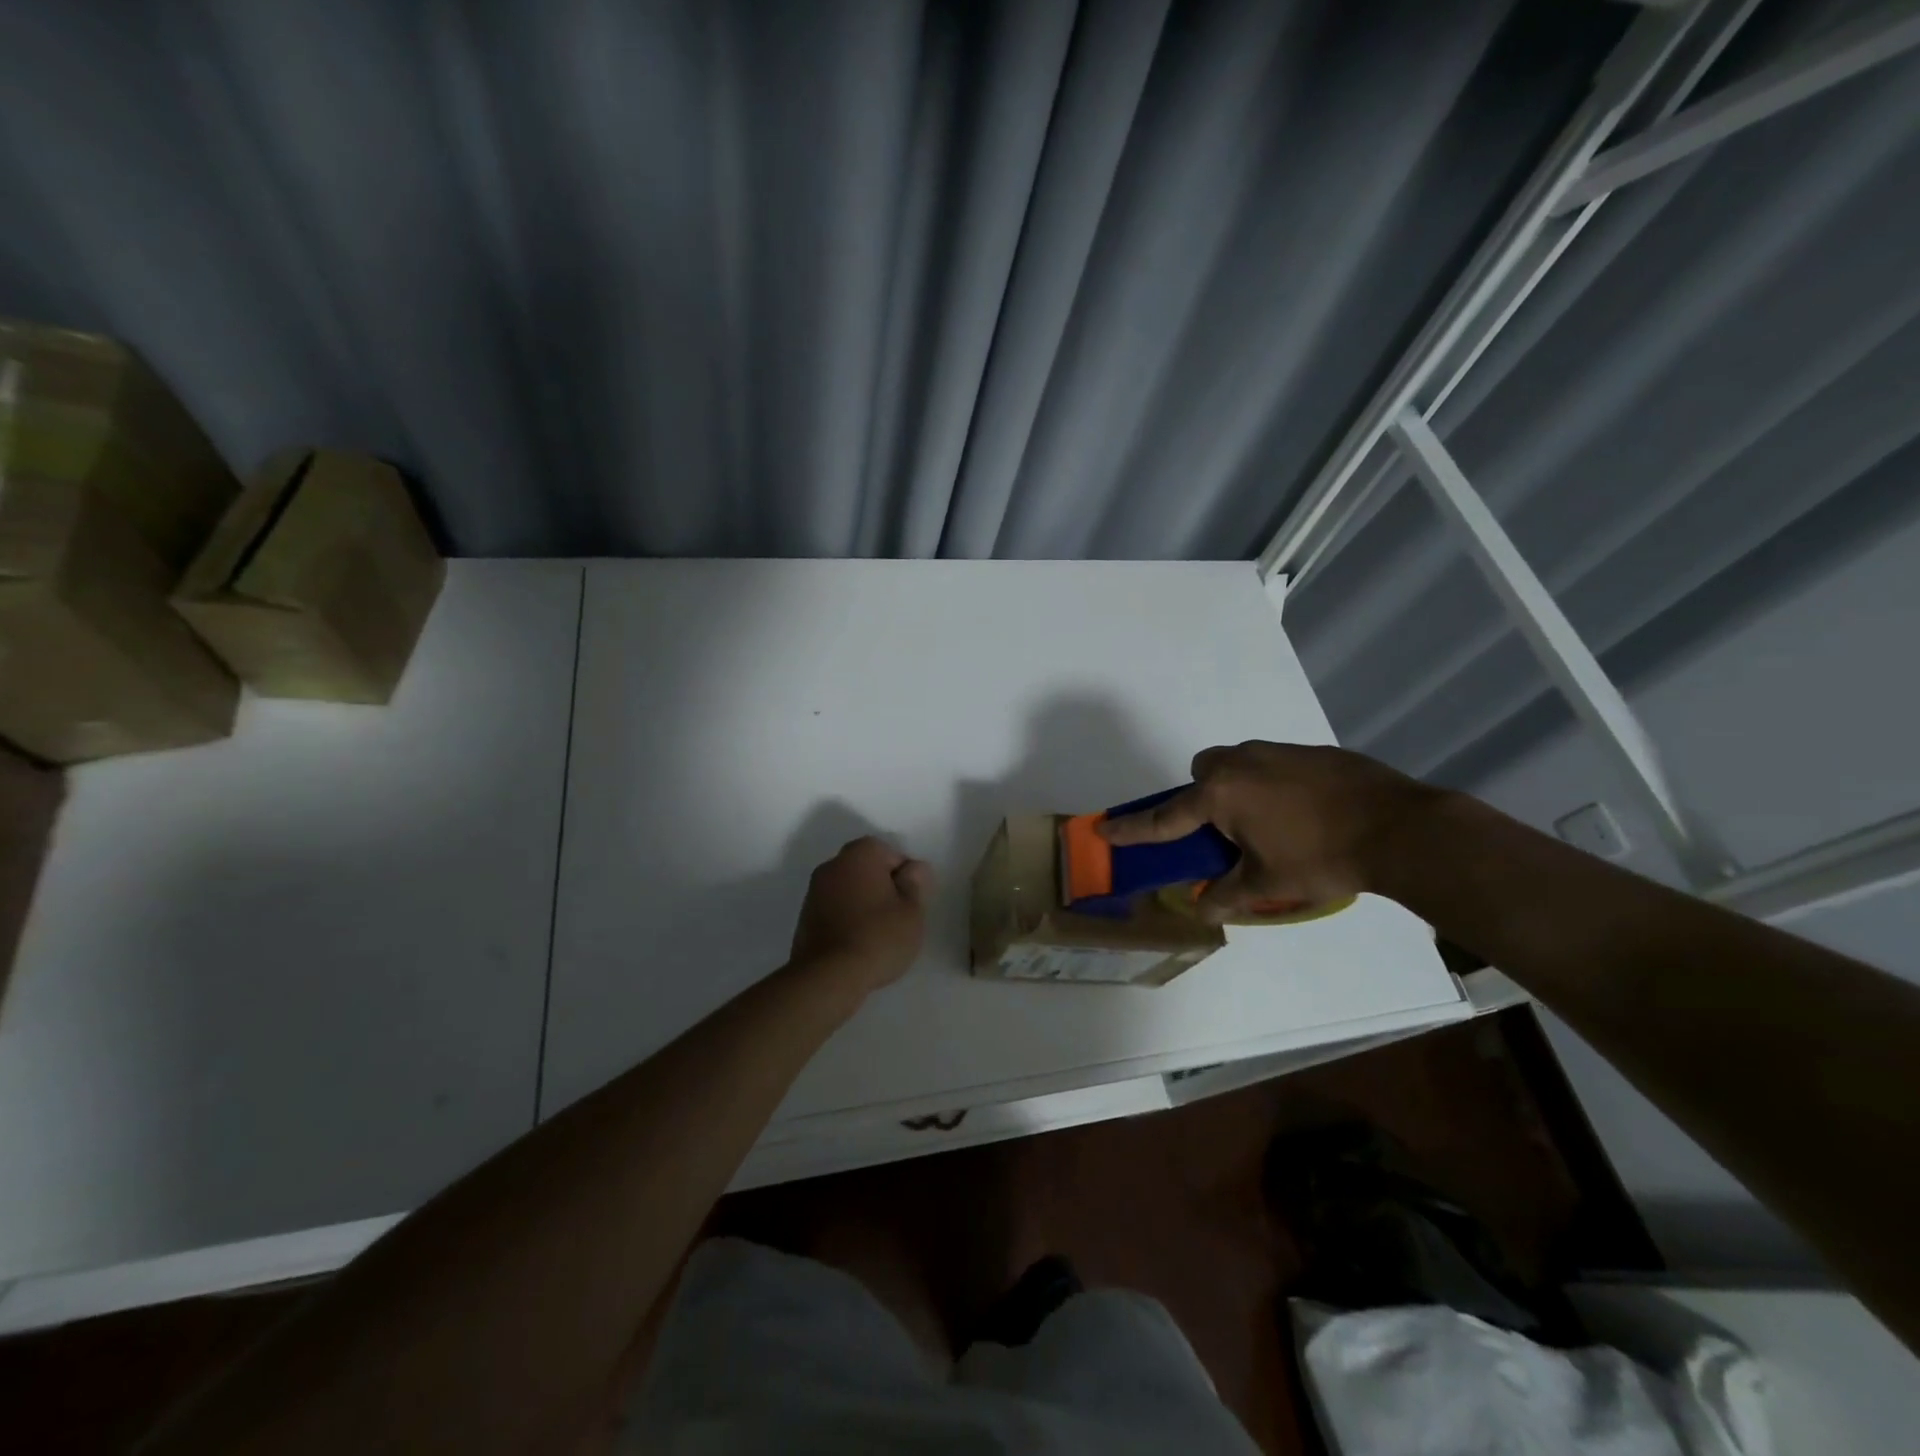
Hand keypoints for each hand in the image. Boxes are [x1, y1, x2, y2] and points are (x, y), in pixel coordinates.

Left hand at [789, 836, 933, 991]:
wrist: (828, 976)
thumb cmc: (878, 937)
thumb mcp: (912, 911)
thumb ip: (916, 883)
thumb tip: (913, 868)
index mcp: (861, 854)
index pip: (892, 854)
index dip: (907, 878)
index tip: (911, 904)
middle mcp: (833, 864)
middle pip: (868, 869)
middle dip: (884, 888)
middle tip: (898, 919)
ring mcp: (814, 890)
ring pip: (850, 889)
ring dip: (864, 903)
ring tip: (878, 935)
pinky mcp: (804, 916)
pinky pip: (834, 909)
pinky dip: (847, 919)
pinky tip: (857, 944)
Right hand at [1099, 741, 1438, 920]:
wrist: (1399, 827)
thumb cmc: (1322, 857)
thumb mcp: (1269, 884)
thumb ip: (1228, 896)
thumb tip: (1202, 909)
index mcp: (1221, 795)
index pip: (1165, 818)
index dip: (1134, 828)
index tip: (1105, 828)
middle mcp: (1240, 764)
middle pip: (1201, 772)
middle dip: (1202, 797)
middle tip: (1224, 831)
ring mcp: (1276, 751)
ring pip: (1237, 762)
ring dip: (1237, 788)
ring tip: (1268, 823)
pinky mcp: (1309, 751)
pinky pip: (1271, 763)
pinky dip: (1271, 784)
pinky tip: (1302, 811)